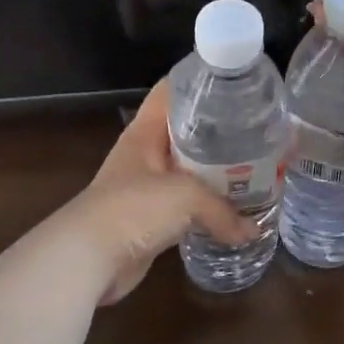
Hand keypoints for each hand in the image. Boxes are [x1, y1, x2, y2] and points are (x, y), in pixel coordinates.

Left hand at [53, 83, 256, 304]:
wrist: (87, 260)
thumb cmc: (133, 209)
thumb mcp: (186, 197)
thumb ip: (223, 210)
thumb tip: (252, 229)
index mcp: (146, 133)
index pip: (171, 92)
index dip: (199, 83)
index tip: (234, 84)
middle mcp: (146, 154)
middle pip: (186, 131)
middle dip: (218, 131)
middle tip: (256, 130)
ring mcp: (148, 187)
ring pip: (189, 170)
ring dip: (215, 172)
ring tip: (253, 167)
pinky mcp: (151, 220)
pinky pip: (186, 206)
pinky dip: (207, 208)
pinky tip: (233, 209)